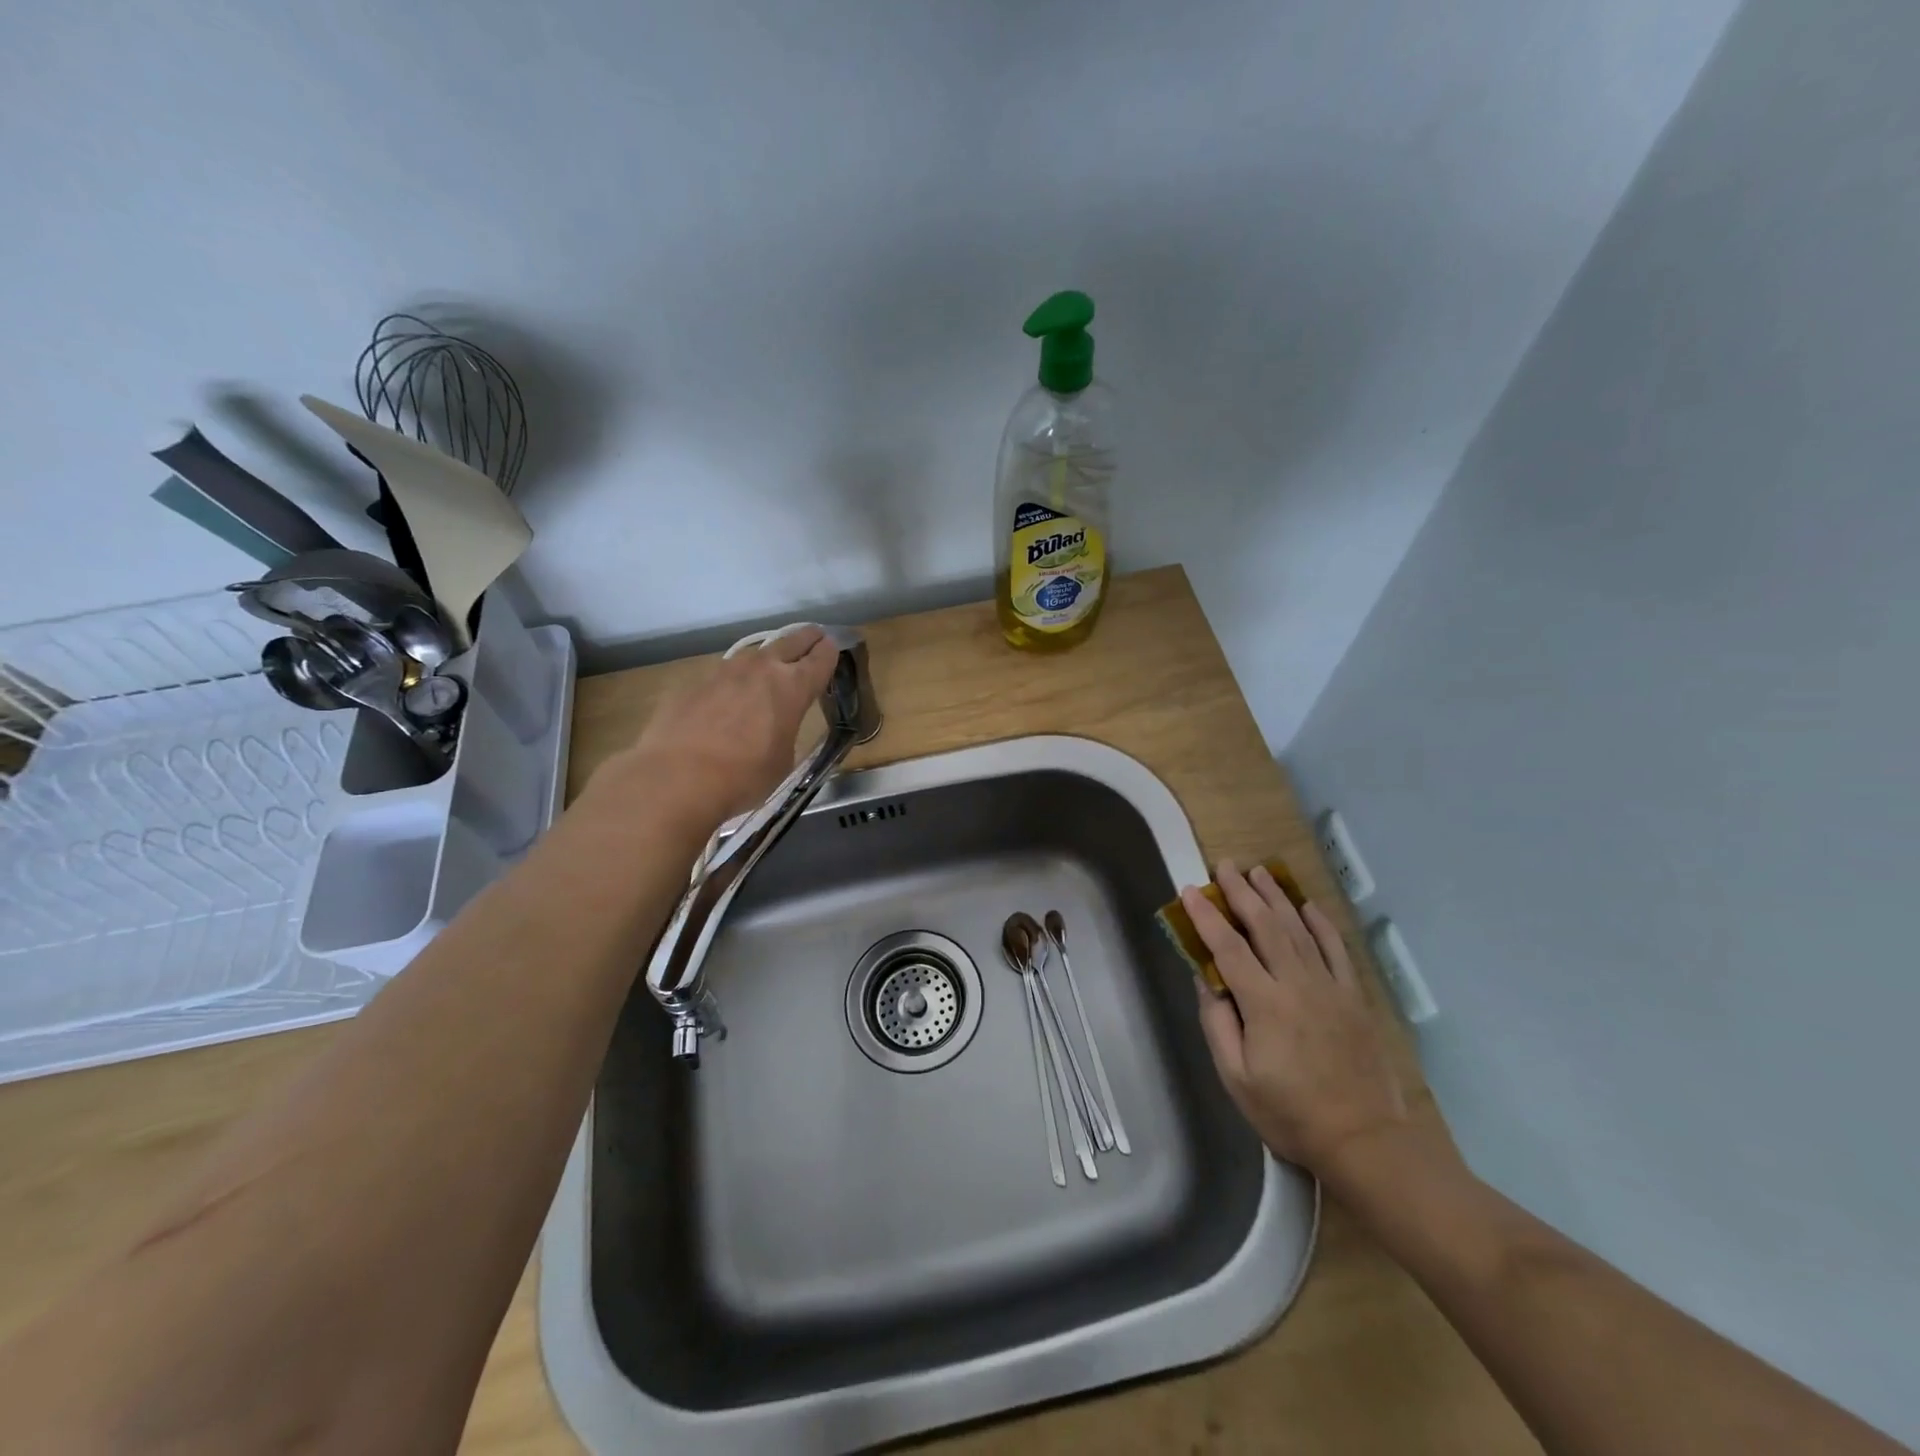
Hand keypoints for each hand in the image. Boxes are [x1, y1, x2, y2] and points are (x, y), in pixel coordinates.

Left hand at [594, 626, 839, 829]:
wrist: (676, 778)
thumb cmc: (744, 777)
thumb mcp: (783, 760)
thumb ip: (786, 732)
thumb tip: (776, 728)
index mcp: (792, 687)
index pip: (820, 658)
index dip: (830, 652)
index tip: (834, 647)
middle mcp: (760, 669)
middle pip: (790, 641)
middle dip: (806, 638)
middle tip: (814, 637)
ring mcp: (723, 672)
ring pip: (754, 654)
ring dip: (768, 657)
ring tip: (771, 667)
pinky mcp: (693, 683)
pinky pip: (723, 675)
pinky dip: (734, 682)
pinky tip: (729, 698)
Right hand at [1185, 860, 1409, 1176]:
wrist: (1365, 1141)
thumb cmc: (1290, 1113)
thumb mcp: (1236, 1078)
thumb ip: (1217, 1024)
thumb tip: (1205, 980)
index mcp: (1264, 1004)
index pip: (1228, 948)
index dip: (1206, 916)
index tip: (1190, 891)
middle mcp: (1297, 984)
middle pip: (1265, 926)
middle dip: (1242, 892)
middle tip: (1225, 865)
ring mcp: (1330, 987)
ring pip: (1299, 929)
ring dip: (1277, 897)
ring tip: (1259, 872)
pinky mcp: (1354, 997)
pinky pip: (1337, 949)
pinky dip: (1322, 924)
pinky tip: (1308, 906)